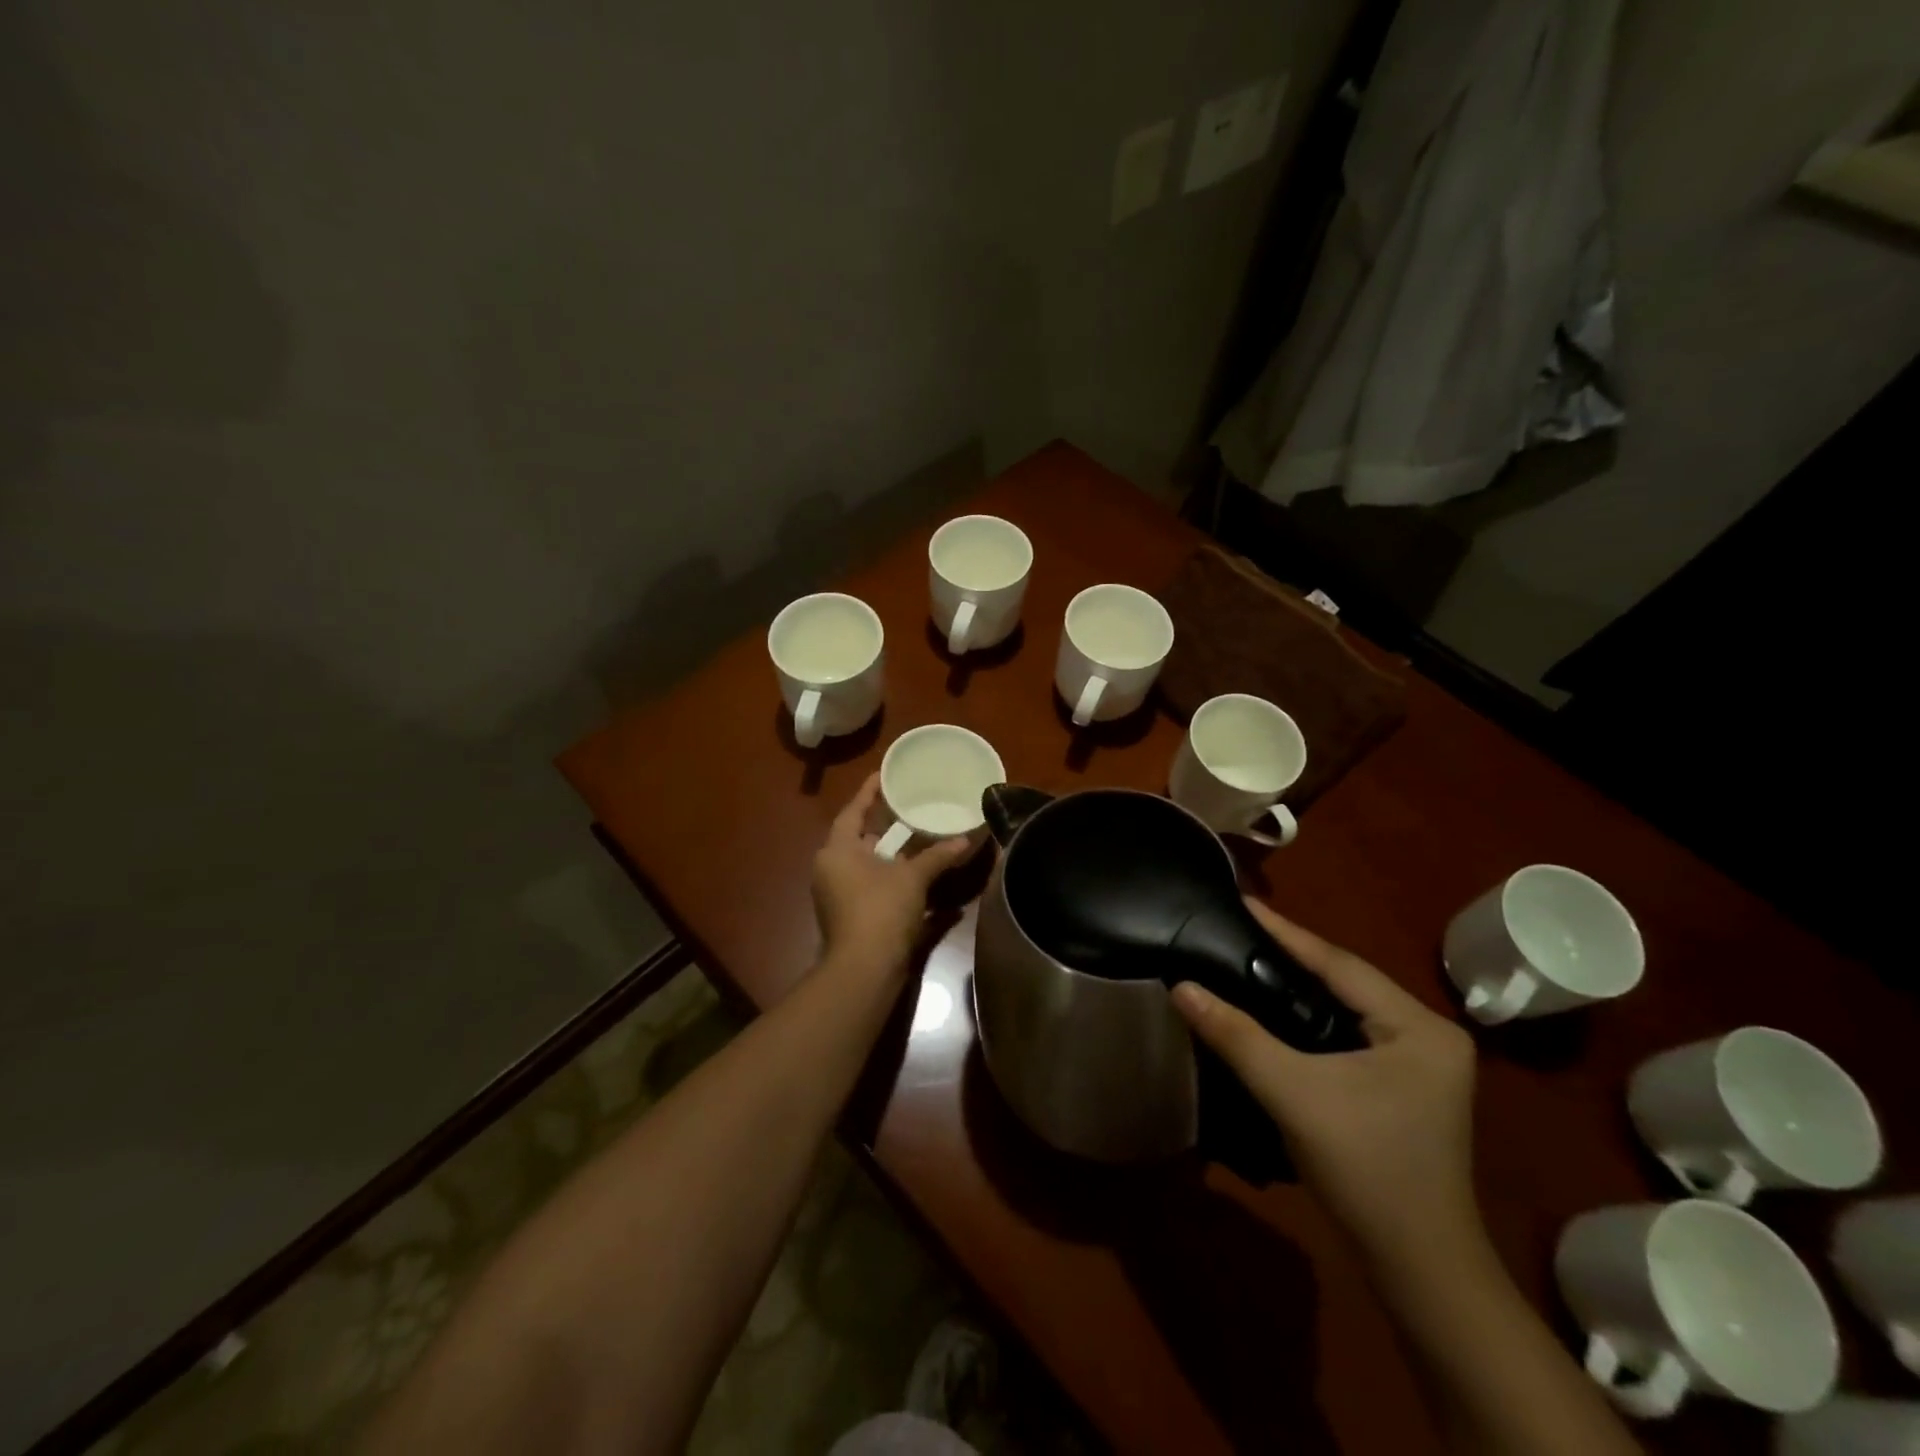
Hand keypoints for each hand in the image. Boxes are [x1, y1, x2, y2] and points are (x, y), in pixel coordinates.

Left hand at [812, 772, 973, 979]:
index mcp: (837, 851)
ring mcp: (840, 894)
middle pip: (859, 837)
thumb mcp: (912, 878)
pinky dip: (894, 875)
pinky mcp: (852, 915)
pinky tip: (920, 871)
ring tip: (918, 832)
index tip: (884, 773)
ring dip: (891, 851)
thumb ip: (937, 856)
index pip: (852, 811)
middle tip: (908, 803)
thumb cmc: (881, 911)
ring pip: (867, 862)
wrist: (865, 970)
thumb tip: (965, 839)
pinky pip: (873, 884)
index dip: (869, 791)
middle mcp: (832, 869)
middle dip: (883, 822)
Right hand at [1171, 900, 1481, 1266]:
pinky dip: (1312, 1017)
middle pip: (1347, 982)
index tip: (1243, 901)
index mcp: (1420, 1027)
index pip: (1340, 964)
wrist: (1417, 1267)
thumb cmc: (1364, 1169)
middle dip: (1293, 956)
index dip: (1286, 933)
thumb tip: (1181, 987)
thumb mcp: (1292, 1093)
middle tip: (1240, 928)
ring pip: (1348, 1008)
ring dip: (1301, 986)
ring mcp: (1423, 1063)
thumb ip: (1236, 1035)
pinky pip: (1351, 1032)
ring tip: (1250, 957)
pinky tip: (1279, 1009)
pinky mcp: (1407, 1086)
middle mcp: (1430, 1035)